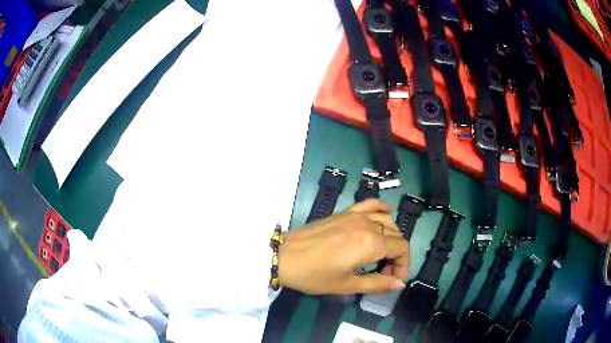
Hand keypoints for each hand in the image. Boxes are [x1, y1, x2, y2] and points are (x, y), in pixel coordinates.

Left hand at [278, 199, 408, 294]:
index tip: (394, 280)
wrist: (284, 256)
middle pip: (396, 234)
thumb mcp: (347, 285)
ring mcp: (355, 215)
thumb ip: (377, 284)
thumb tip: (400, 284)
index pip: (402, 248)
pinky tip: (385, 212)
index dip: (403, 265)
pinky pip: (369, 203)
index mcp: (371, 243)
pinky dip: (381, 207)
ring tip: (383, 253)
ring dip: (391, 235)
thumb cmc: (314, 275)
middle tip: (385, 273)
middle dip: (397, 255)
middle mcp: (367, 224)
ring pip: (386, 219)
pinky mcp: (344, 212)